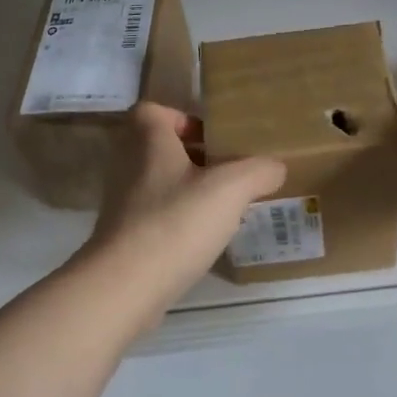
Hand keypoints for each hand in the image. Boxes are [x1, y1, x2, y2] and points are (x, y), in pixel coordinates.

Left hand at [86, 103, 285, 319]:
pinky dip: (177, 221)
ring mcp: (121, 201)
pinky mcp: (122, 235)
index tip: (215, 139)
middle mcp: (126, 163)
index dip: (183, 119)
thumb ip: (259, 171)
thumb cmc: (176, 222)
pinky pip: (155, 215)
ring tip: (224, 206)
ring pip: (159, 183)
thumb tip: (275, 167)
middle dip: (194, 157)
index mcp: (147, 139)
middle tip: (229, 172)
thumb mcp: (230, 189)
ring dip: (188, 190)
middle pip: (160, 148)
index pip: (155, 111)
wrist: (125, 285)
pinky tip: (204, 238)